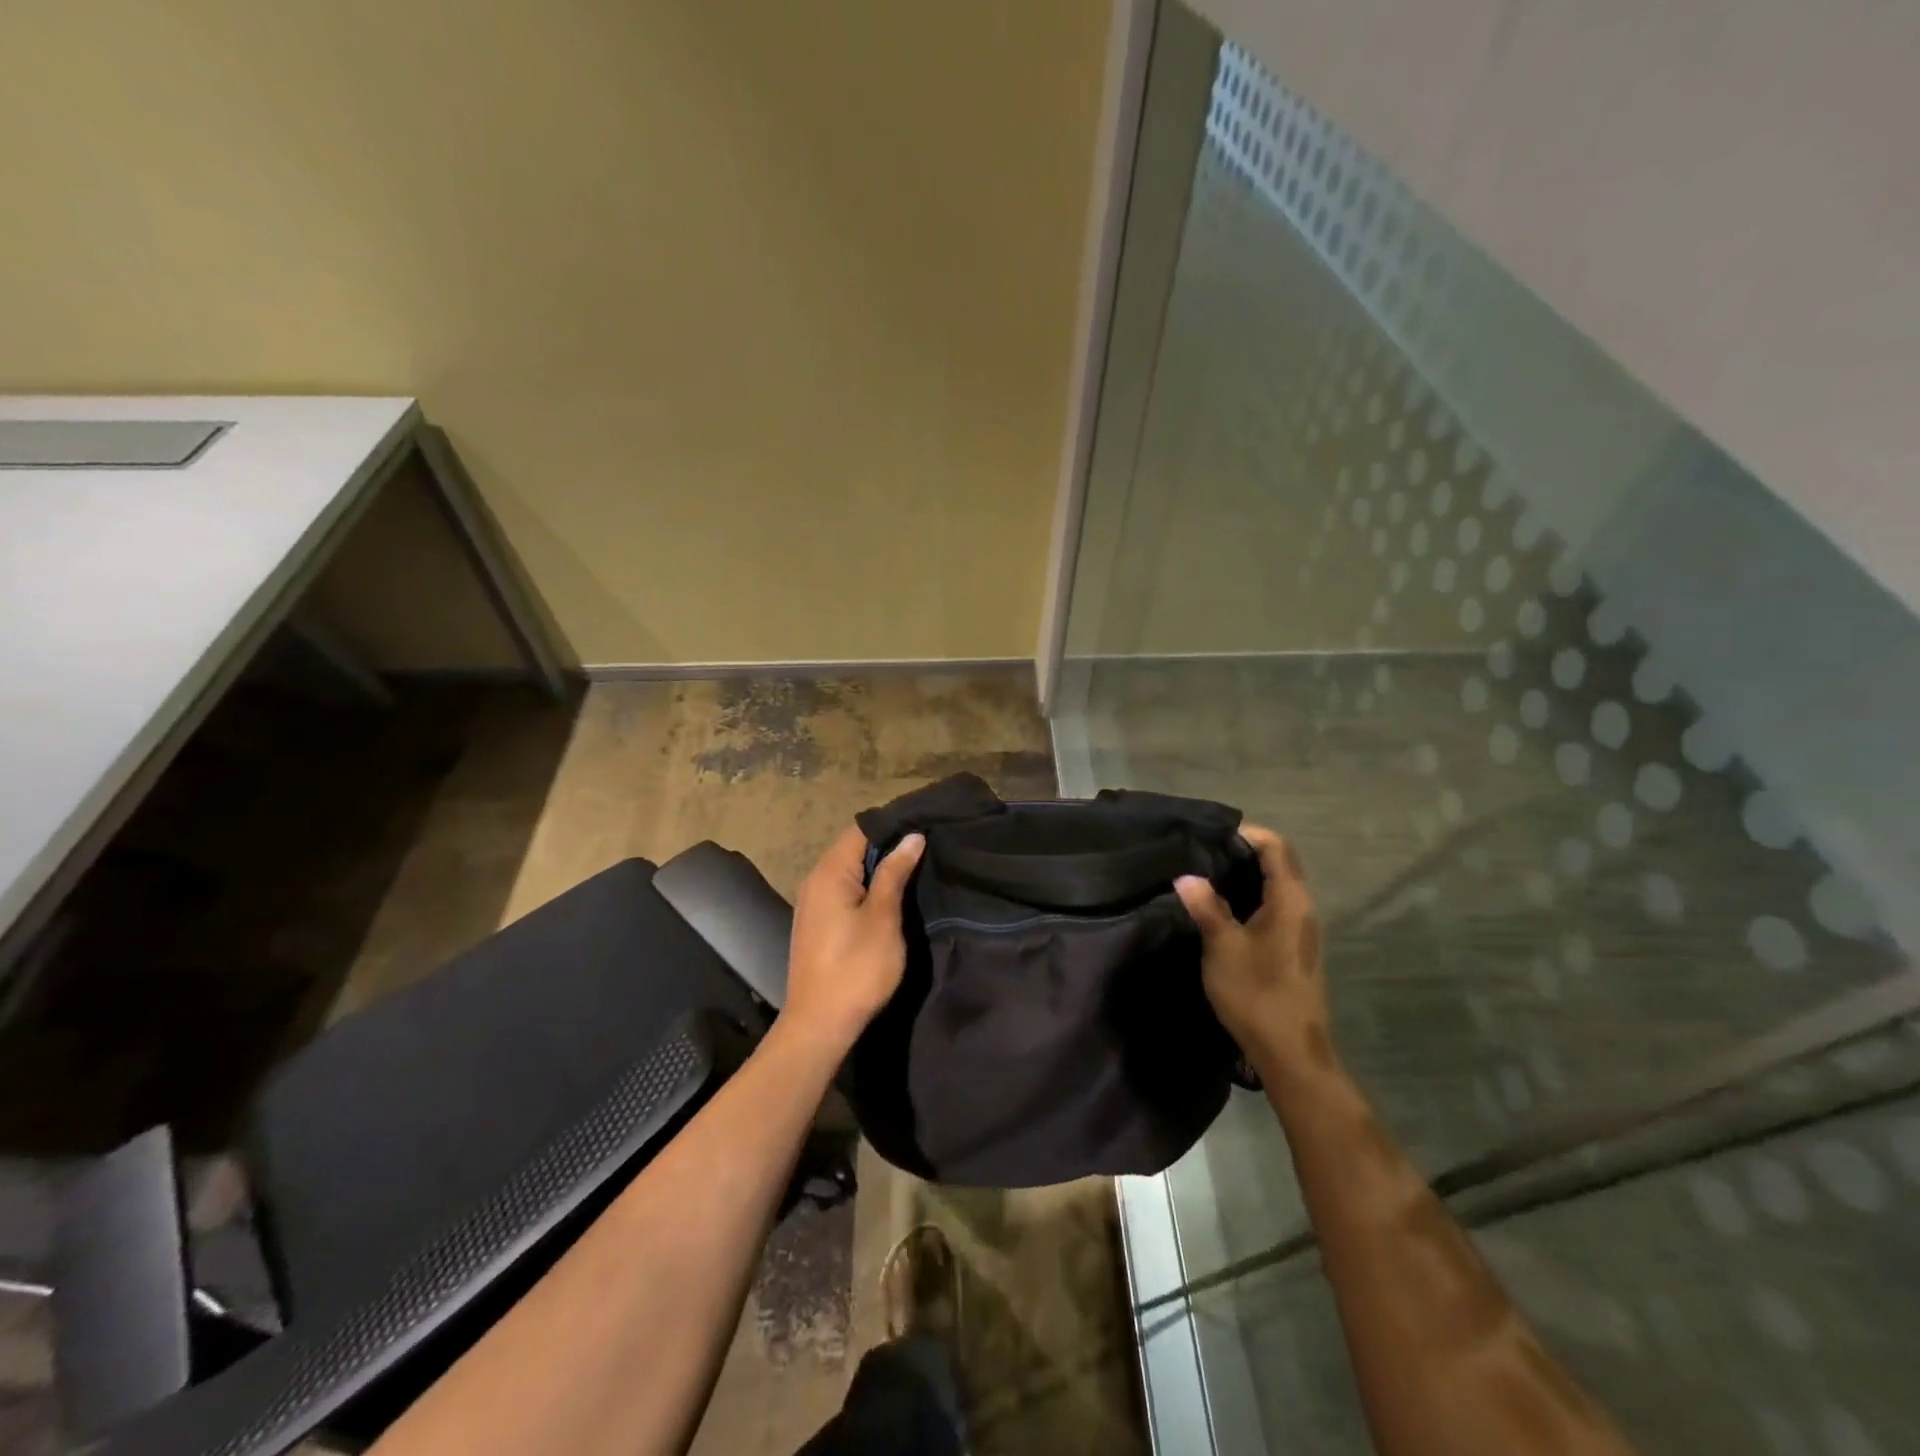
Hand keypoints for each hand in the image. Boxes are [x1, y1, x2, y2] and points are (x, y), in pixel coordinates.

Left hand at [782, 825, 925, 1052]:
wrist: (820, 1024)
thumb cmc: (856, 968)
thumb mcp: (883, 917)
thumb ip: (895, 873)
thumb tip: (912, 837)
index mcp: (829, 873)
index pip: (861, 830)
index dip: (892, 825)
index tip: (924, 825)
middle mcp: (815, 880)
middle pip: (853, 848)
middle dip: (888, 846)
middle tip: (927, 847)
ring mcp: (813, 904)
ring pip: (849, 871)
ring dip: (878, 869)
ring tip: (915, 868)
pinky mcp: (817, 924)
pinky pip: (843, 891)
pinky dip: (866, 888)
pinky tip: (890, 896)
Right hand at [1175, 825, 1332, 1084]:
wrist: (1291, 1053)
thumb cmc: (1257, 993)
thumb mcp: (1223, 947)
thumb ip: (1206, 907)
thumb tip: (1186, 877)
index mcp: (1291, 900)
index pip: (1276, 846)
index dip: (1246, 834)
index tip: (1209, 836)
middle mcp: (1302, 908)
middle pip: (1278, 863)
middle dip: (1241, 852)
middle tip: (1199, 853)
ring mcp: (1300, 930)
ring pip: (1274, 886)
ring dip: (1243, 877)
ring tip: (1203, 877)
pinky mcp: (1292, 948)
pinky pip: (1272, 907)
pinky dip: (1248, 898)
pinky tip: (1219, 910)